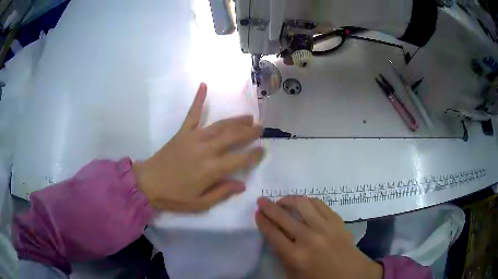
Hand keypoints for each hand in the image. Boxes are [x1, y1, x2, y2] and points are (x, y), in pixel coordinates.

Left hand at [134, 83, 263, 211]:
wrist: (148, 183)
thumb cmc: (175, 196)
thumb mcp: (200, 203)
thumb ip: (222, 193)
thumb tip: (242, 185)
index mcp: (211, 169)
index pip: (239, 159)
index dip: (253, 155)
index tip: (262, 150)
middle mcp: (206, 150)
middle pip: (233, 138)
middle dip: (249, 132)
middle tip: (261, 127)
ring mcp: (194, 138)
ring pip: (219, 126)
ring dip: (235, 120)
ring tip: (249, 116)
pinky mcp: (182, 132)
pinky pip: (192, 114)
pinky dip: (198, 99)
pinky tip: (204, 85)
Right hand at [256, 196, 382, 278]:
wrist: (351, 274)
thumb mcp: (293, 274)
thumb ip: (282, 255)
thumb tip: (275, 236)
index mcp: (294, 256)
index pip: (272, 233)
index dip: (262, 221)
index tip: (257, 213)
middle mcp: (308, 238)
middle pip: (283, 216)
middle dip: (268, 206)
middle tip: (261, 200)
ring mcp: (324, 227)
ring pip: (302, 204)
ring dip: (288, 199)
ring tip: (282, 201)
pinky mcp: (337, 221)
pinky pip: (319, 204)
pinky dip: (308, 201)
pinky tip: (303, 203)